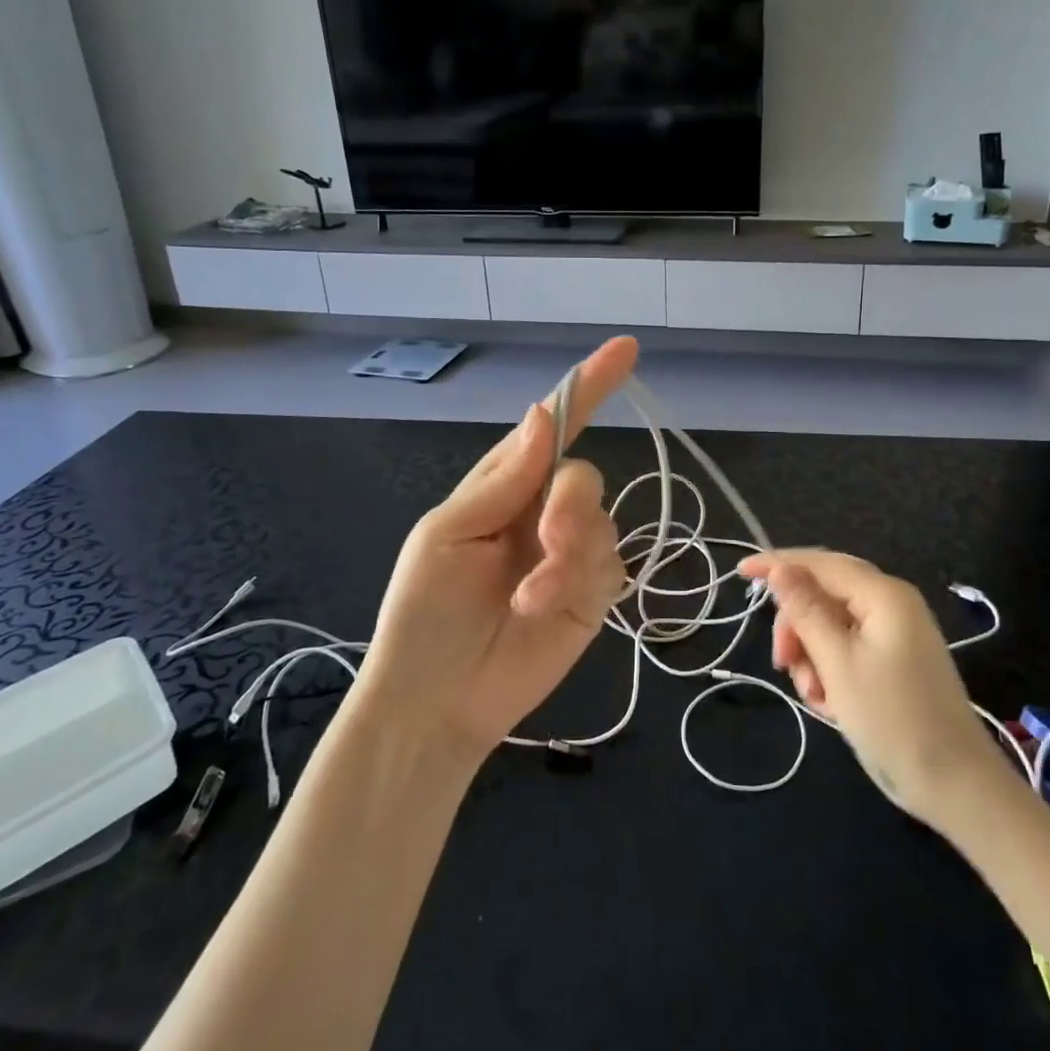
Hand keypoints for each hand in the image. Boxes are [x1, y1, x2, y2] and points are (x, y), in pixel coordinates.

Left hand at [356, 337, 638, 762]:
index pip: (553, 426)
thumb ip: (503, 478)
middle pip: (583, 475)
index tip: (624, 350)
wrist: (436, 700)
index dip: (588, 387)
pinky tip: (542, 608)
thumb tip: (543, 414)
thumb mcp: (448, 533)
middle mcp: (542, 510)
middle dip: (571, 503)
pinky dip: (577, 581)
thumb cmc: (424, 610)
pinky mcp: (592, 593)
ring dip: (568, 555)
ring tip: (529, 597)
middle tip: (548, 539)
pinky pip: (609, 564)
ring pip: (601, 521)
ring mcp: (571, 553)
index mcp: (505, 484)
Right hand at [740, 549, 999, 820]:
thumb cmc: (894, 719)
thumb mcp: (838, 662)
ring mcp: (895, 634)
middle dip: (797, 626)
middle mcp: (891, 605)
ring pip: (831, 626)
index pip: (820, 563)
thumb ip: (806, 610)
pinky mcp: (895, 662)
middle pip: (824, 594)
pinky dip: (830, 671)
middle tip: (782, 663)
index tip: (740, 571)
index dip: (777, 564)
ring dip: (812, 656)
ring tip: (814, 696)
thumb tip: (780, 568)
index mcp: (883, 595)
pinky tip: (830, 705)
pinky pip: (847, 650)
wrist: (958, 788)